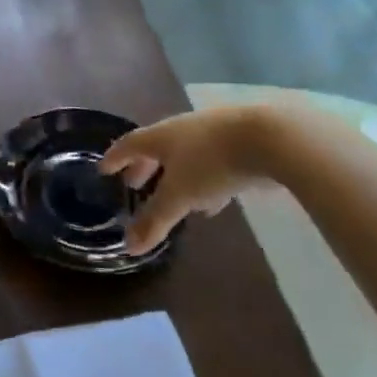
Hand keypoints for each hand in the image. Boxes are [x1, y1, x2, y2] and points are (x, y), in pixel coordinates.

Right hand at [98, 105, 272, 253]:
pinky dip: (205, 180)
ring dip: (176, 174)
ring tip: (173, 196)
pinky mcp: (241, 143)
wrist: (271, 138)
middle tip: (134, 184)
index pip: (130, 144)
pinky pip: (213, 162)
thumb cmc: (212, 162)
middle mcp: (184, 129)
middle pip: (157, 147)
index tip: (104, 169)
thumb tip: (129, 246)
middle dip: (145, 166)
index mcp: (162, 136)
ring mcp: (214, 133)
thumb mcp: (180, 196)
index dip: (116, 158)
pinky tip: (214, 201)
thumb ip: (155, 220)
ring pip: (187, 155)